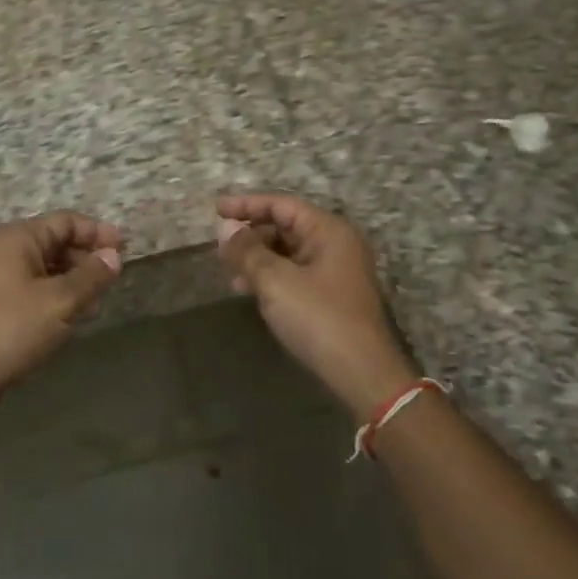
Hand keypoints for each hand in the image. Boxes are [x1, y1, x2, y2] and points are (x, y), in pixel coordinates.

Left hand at [0, 211, 124, 398]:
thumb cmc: (14, 329)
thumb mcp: (61, 301)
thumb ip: (92, 276)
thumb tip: (114, 255)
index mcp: (18, 238)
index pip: (66, 221)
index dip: (97, 232)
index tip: (125, 249)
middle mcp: (5, 250)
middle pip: (55, 241)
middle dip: (87, 257)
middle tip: (113, 279)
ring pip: (47, 267)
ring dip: (74, 278)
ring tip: (97, 300)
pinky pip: (35, 286)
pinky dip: (57, 294)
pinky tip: (73, 315)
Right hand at [216, 193, 415, 417]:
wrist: (362, 374)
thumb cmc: (319, 318)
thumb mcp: (276, 281)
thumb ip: (247, 251)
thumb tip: (226, 228)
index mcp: (328, 231)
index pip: (282, 205)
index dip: (247, 204)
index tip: (216, 210)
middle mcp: (335, 245)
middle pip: (286, 226)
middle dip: (251, 234)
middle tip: (220, 245)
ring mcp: (335, 272)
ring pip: (288, 252)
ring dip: (257, 257)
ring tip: (229, 269)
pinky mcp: (330, 297)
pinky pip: (294, 274)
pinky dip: (270, 276)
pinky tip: (248, 290)